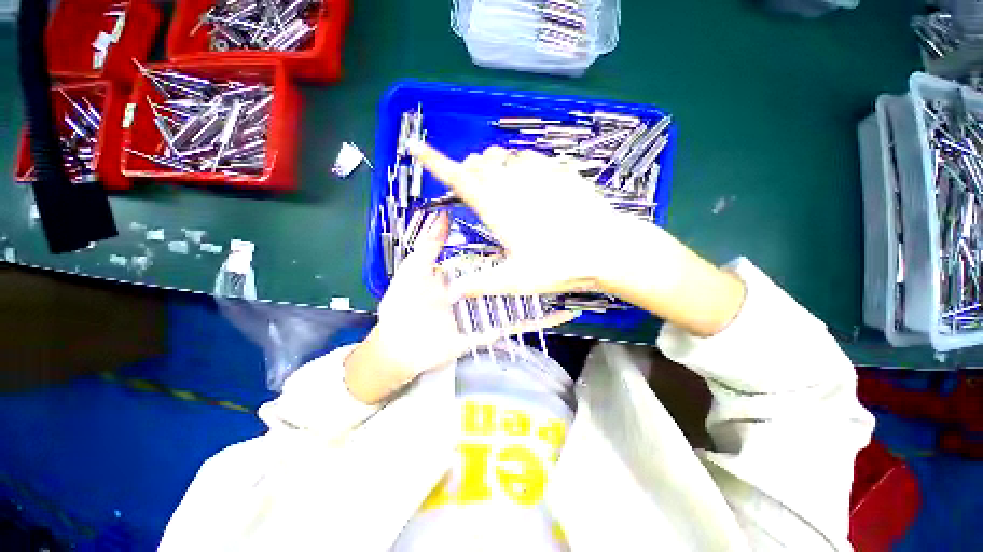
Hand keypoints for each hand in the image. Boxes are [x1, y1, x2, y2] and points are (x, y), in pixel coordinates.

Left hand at [344, 211, 577, 404]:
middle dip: (534, 267)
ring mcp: (489, 310)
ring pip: (520, 299)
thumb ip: (430, 244)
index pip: (492, 255)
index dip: (511, 245)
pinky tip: (562, 313)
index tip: (532, 231)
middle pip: (511, 276)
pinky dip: (539, 319)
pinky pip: (518, 324)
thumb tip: (443, 214)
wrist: (399, 345)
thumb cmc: (403, 304)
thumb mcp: (415, 269)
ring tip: (571, 279)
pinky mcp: (492, 330)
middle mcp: (481, 290)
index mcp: (464, 273)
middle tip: (562, 253)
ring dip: (543, 291)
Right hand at [409, 142, 627, 297]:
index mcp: (497, 207)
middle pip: (479, 161)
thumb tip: (451, 292)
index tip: (417, 147)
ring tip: (504, 189)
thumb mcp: (516, 281)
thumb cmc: (559, 264)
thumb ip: (480, 284)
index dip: (434, 162)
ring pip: (503, 155)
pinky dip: (521, 164)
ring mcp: (539, 173)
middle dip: (470, 171)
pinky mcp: (559, 171)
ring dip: (495, 167)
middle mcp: (513, 182)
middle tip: (477, 193)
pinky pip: (531, 156)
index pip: (458, 177)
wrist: (607, 248)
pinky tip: (530, 182)